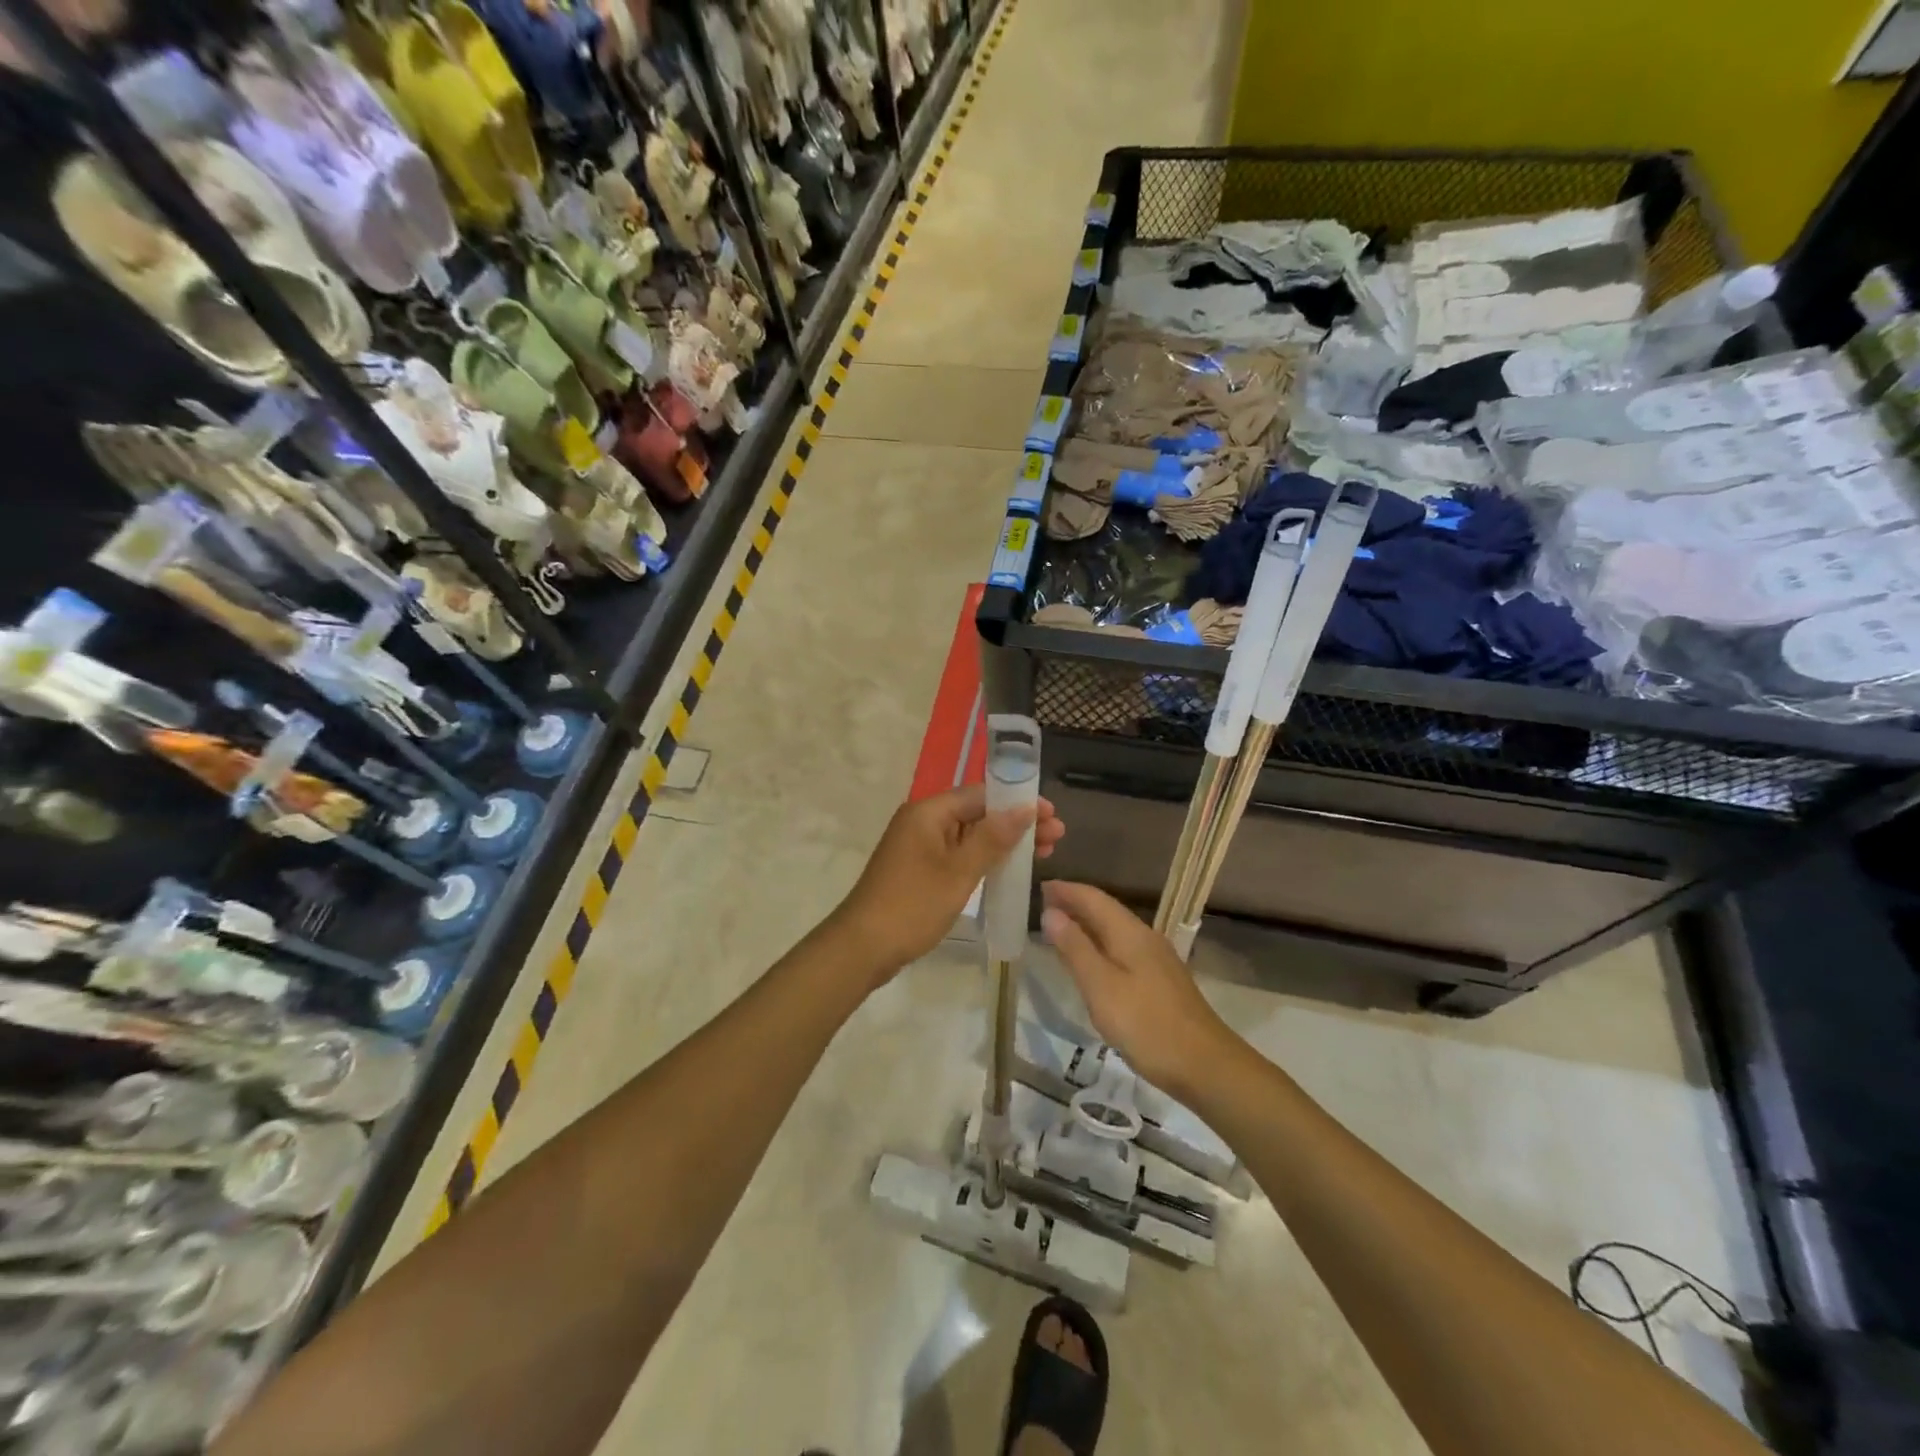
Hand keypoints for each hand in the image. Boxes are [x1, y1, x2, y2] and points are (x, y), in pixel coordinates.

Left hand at [832, 785, 1063, 982]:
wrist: (862, 948)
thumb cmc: (912, 905)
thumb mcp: (958, 872)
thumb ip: (992, 838)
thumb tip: (1025, 808)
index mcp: (928, 812)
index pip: (981, 794)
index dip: (1017, 802)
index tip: (1051, 814)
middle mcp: (923, 821)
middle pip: (977, 812)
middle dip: (1016, 823)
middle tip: (1056, 837)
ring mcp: (920, 846)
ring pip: (970, 835)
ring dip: (1004, 842)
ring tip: (1044, 852)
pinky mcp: (920, 869)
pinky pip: (959, 854)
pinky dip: (985, 858)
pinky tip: (1009, 868)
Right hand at [1040, 882, 1235, 1096]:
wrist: (1206, 1065)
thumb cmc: (1147, 1024)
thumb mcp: (1101, 987)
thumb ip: (1075, 948)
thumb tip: (1051, 913)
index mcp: (1130, 933)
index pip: (1094, 898)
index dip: (1066, 890)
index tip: (1039, 887)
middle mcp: (1145, 938)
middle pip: (1105, 911)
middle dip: (1074, 904)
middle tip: (1042, 905)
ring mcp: (1156, 960)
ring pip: (1114, 931)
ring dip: (1086, 925)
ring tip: (1059, 929)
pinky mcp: (1160, 981)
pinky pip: (1122, 949)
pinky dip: (1099, 945)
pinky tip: (1090, 962)